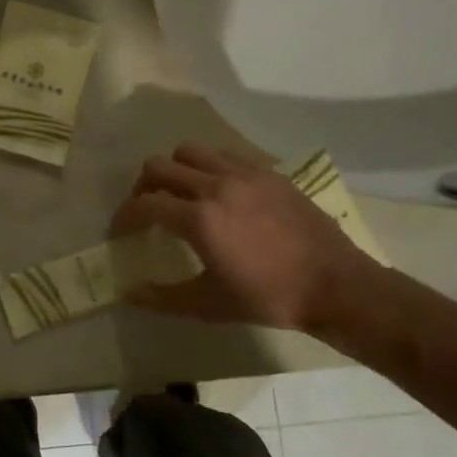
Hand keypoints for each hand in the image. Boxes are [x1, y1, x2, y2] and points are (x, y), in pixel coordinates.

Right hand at [110, 142, 379, 331]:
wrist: (335, 285)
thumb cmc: (268, 298)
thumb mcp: (209, 305)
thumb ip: (163, 298)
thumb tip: (129, 294)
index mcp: (199, 218)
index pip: (144, 204)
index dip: (124, 216)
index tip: (120, 230)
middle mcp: (216, 185)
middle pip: (160, 166)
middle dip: (143, 186)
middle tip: (146, 209)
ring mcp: (244, 174)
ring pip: (191, 151)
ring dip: (175, 169)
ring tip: (180, 193)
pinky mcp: (268, 173)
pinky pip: (225, 155)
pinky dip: (209, 167)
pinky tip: (219, 192)